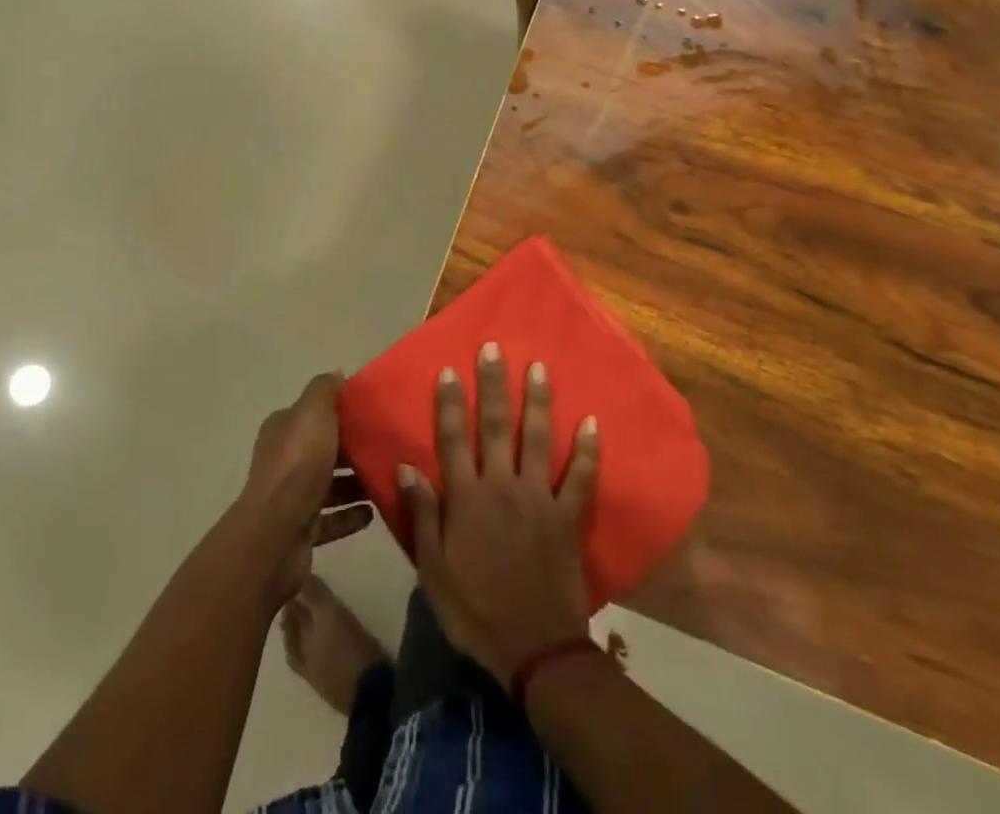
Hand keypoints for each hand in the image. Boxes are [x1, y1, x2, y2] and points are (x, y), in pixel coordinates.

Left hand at [236, 373, 373, 603]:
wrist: (276, 534)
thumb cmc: (298, 465)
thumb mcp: (313, 413)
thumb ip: (324, 390)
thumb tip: (336, 373)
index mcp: (283, 430)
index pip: (312, 414)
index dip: (338, 411)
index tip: (371, 412)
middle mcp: (283, 460)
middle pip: (322, 449)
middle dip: (351, 448)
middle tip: (385, 447)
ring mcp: (290, 498)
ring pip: (328, 485)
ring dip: (354, 484)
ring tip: (385, 479)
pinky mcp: (301, 530)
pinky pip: (331, 519)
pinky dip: (351, 515)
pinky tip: (373, 513)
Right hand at [398, 343, 598, 684]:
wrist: (536, 651)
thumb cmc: (476, 610)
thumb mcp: (433, 570)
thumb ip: (423, 515)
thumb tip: (407, 466)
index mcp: (467, 499)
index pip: (454, 439)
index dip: (449, 403)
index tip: (448, 370)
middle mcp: (502, 486)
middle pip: (495, 426)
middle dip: (493, 384)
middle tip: (495, 348)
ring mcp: (539, 498)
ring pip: (537, 439)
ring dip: (538, 401)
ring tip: (539, 367)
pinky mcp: (568, 516)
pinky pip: (581, 478)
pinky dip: (588, 450)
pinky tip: (593, 422)